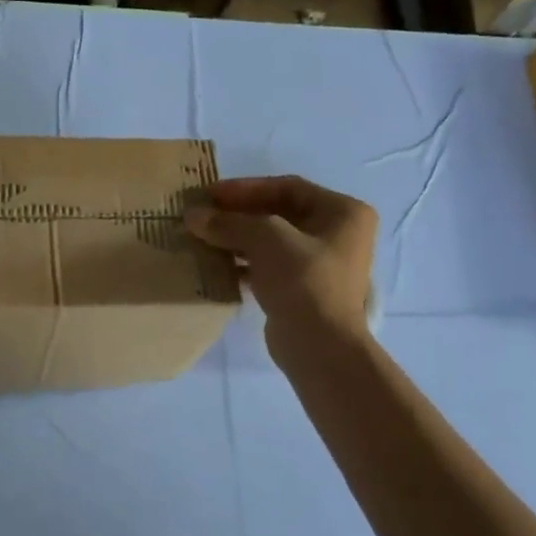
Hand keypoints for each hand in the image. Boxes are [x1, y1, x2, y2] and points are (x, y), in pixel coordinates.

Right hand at [185, 176, 377, 360]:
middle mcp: (337, 233)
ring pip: (271, 240)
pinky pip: (269, 264)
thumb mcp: (266, 239)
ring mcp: (321, 264)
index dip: (246, 188)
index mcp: (342, 212)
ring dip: (238, 237)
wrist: (320, 347)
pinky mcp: (303, 289)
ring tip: (203, 237)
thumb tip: (193, 216)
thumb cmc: (303, 280)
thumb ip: (229, 222)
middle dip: (239, 213)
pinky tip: (217, 264)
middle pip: (279, 212)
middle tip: (203, 215)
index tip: (210, 194)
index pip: (287, 187)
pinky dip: (244, 261)